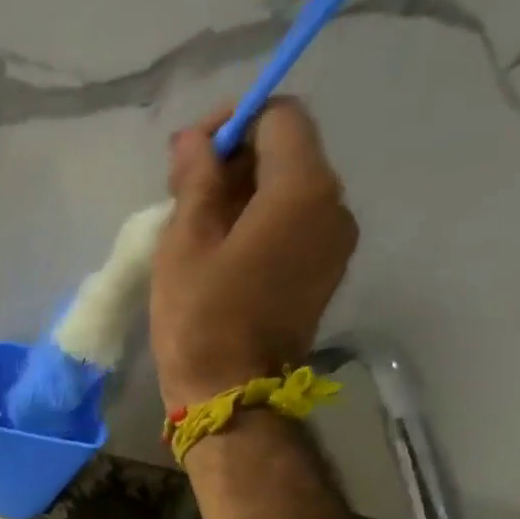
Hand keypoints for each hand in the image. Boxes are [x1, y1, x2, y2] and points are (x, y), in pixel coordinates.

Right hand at [150, 99, 358, 413]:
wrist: (230, 400)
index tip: (189, 156)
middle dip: (237, 161)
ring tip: (199, 226)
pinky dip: (262, 225)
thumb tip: (195, 139)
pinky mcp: (323, 277)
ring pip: (291, 192)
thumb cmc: (201, 321)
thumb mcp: (185, 243)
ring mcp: (334, 246)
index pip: (278, 118)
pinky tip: (224, 253)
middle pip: (289, 154)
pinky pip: (295, 228)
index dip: (232, 123)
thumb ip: (196, 179)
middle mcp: (334, 207)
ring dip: (246, 195)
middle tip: (184, 192)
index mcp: (304, 188)